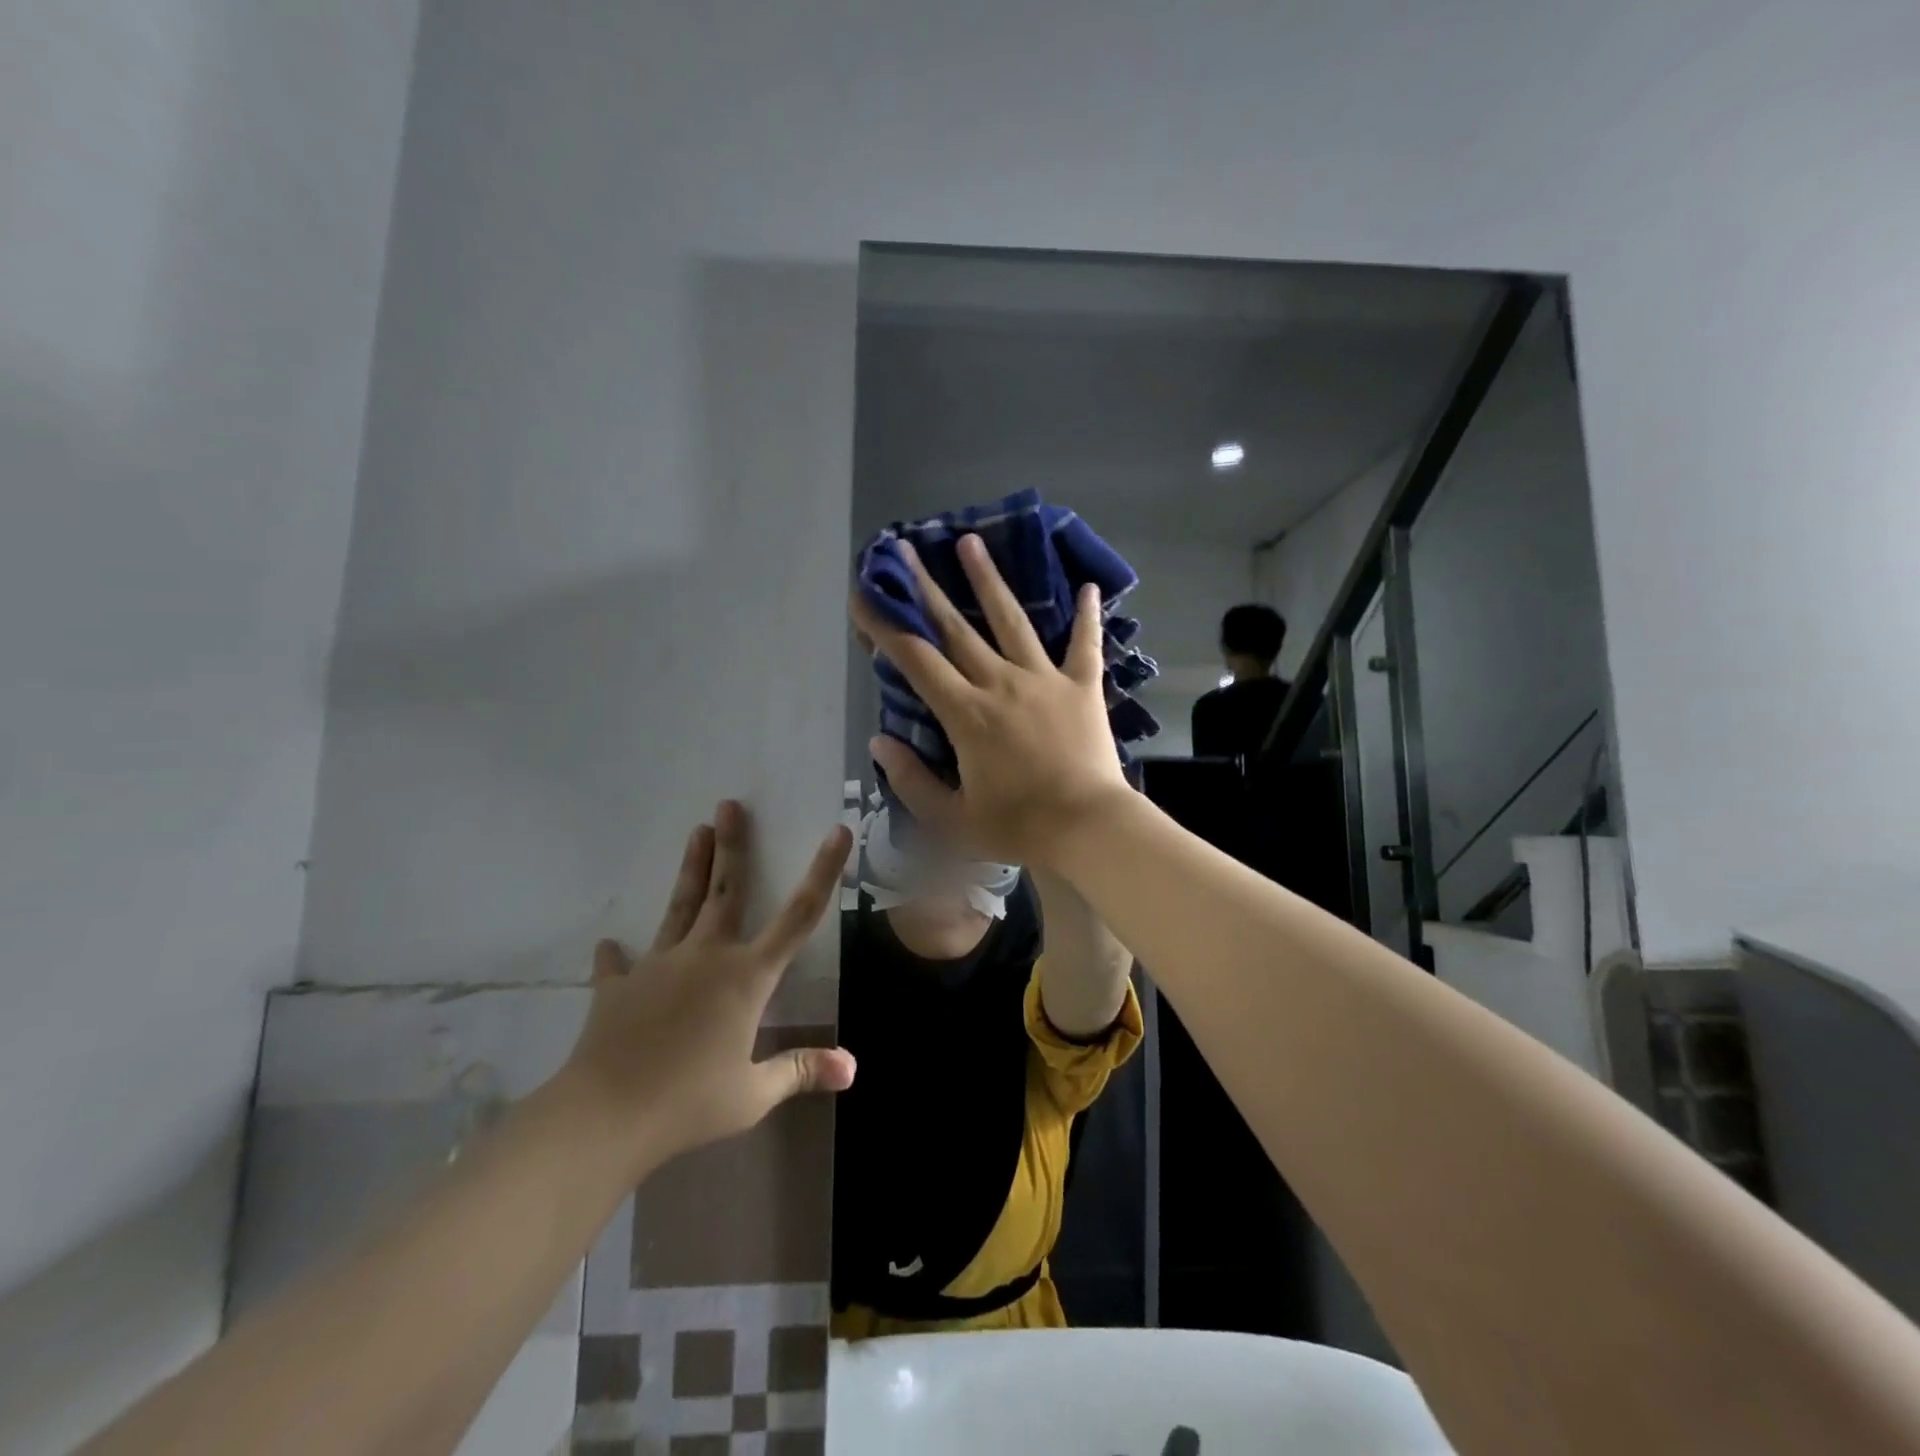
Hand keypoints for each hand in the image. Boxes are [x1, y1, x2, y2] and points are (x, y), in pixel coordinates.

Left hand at [557, 800, 855, 1173]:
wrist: (604, 1116)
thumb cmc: (689, 1102)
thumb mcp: (753, 1093)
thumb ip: (801, 1070)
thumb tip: (852, 1067)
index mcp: (746, 977)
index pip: (798, 916)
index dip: (823, 872)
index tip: (837, 832)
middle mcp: (706, 956)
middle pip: (726, 890)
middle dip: (732, 846)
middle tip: (729, 805)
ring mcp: (659, 965)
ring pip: (680, 906)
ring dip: (691, 868)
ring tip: (696, 831)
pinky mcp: (619, 986)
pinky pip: (619, 964)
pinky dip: (616, 955)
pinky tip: (608, 945)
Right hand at [851, 534, 1130, 866]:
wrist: (1088, 828)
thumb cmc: (1018, 827)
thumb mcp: (952, 818)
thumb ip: (911, 779)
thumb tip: (878, 741)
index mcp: (966, 714)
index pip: (916, 660)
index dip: (886, 626)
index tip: (864, 596)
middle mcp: (1001, 683)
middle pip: (957, 628)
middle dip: (926, 588)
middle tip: (906, 550)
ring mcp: (1044, 680)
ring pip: (1012, 621)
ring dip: (989, 581)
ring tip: (971, 543)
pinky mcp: (1082, 687)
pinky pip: (1085, 645)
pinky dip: (1087, 617)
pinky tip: (1089, 587)